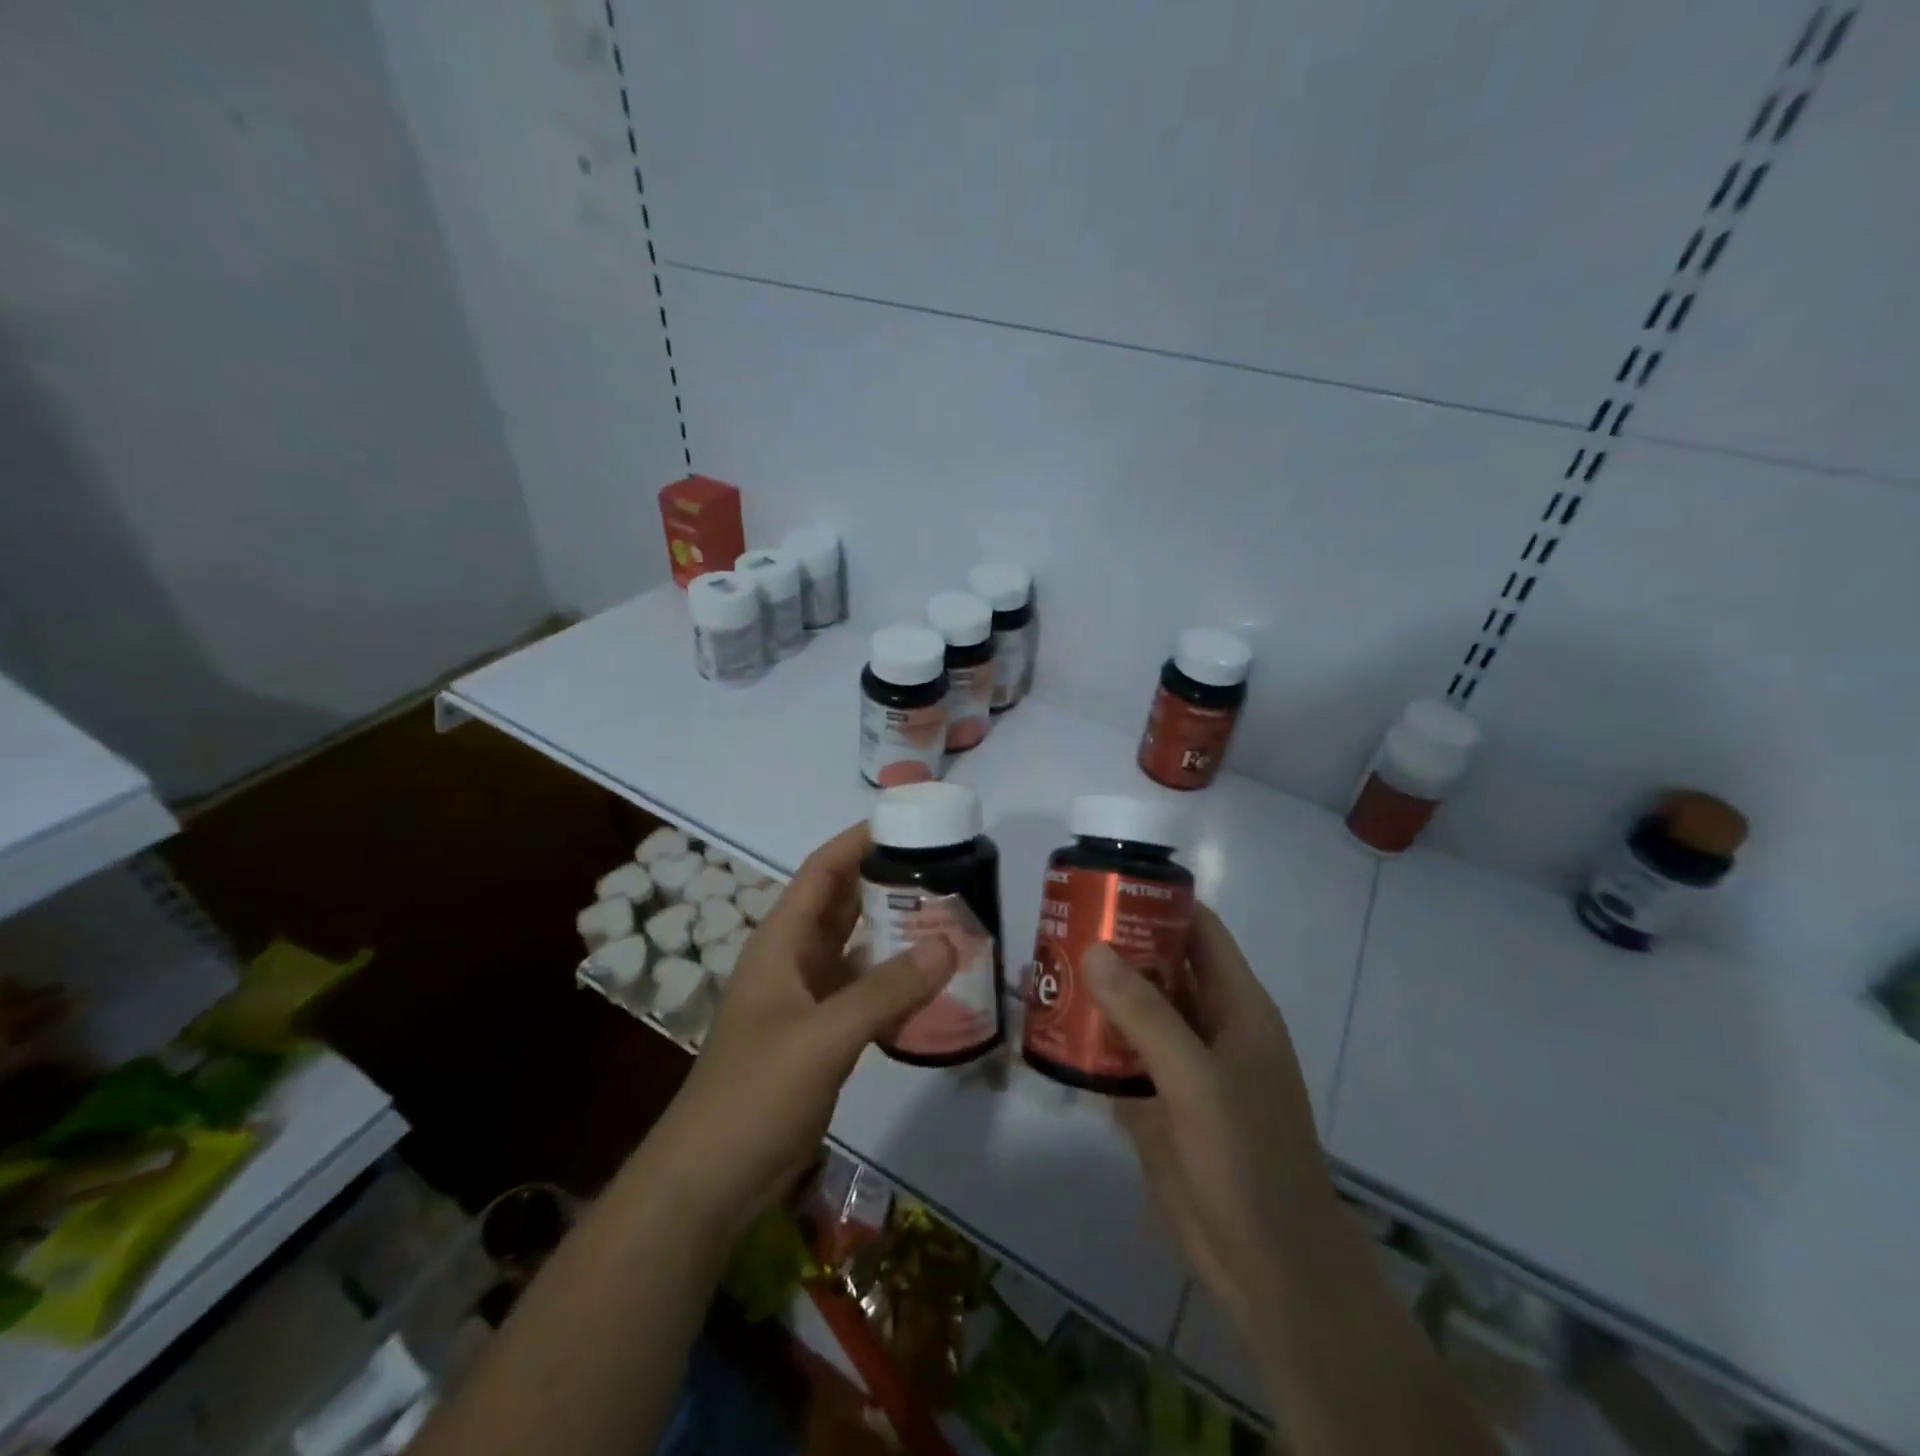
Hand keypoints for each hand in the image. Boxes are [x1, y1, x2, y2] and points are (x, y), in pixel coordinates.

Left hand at [643, 823, 955, 1243]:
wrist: (711, 1181)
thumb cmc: (755, 1093)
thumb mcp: (823, 1036)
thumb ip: (887, 990)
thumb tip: (950, 944)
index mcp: (781, 942)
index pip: (822, 872)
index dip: (858, 841)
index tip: (907, 822)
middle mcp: (794, 960)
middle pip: (843, 905)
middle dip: (887, 882)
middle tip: (945, 868)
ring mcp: (807, 1000)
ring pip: (858, 949)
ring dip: (896, 933)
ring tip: (949, 917)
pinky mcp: (821, 1036)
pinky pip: (865, 993)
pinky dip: (895, 983)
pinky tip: (933, 984)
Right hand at [1084, 906, 1337, 1329]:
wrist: (1266, 1266)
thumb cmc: (1248, 1158)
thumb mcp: (1197, 1079)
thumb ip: (1145, 1014)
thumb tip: (1094, 948)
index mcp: (1235, 1006)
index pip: (1199, 931)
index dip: (1159, 902)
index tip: (1106, 883)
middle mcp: (1208, 1025)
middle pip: (1159, 966)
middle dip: (1114, 944)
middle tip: (1059, 922)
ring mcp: (1181, 1065)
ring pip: (1135, 1011)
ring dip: (1095, 991)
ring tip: (1042, 965)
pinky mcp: (1156, 1102)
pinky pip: (1118, 1057)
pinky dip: (1088, 1041)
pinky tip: (1047, 1027)